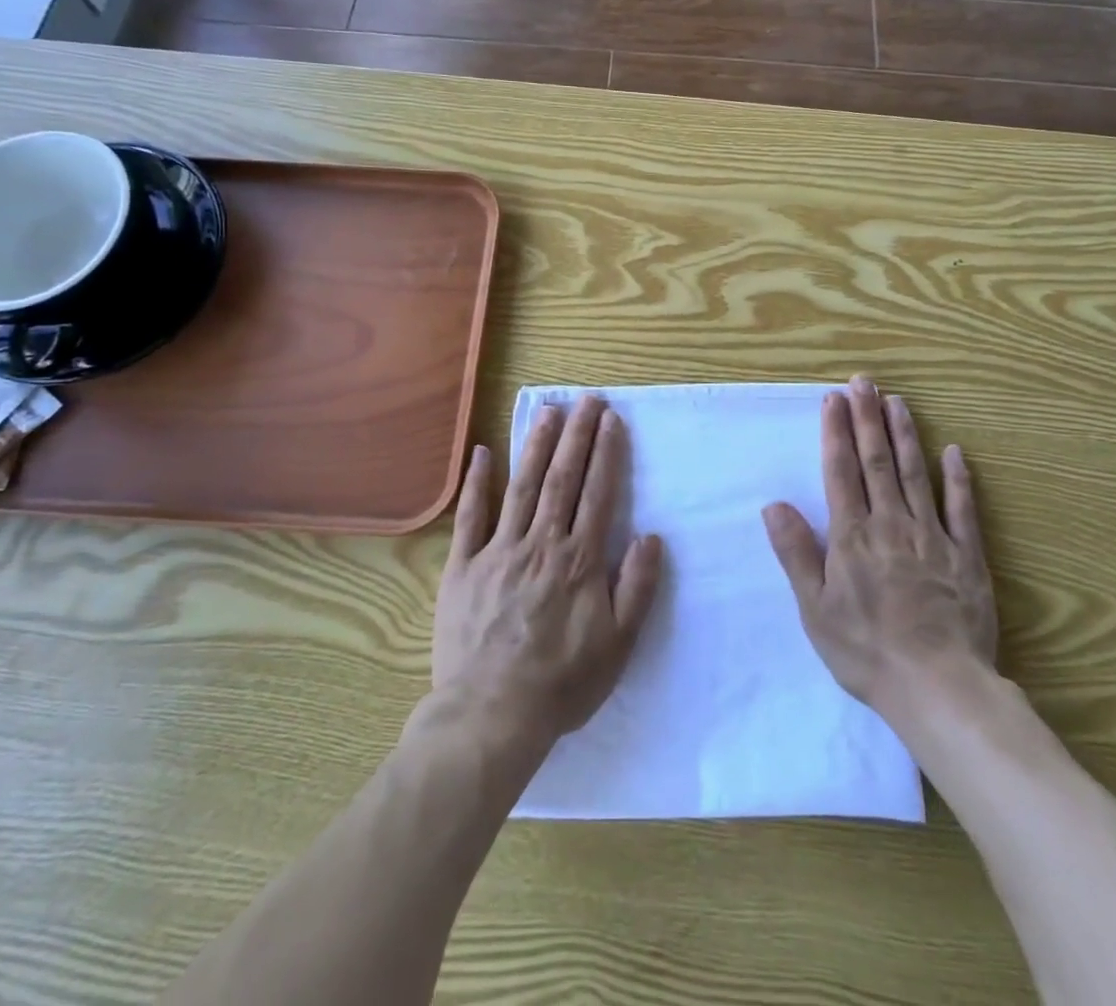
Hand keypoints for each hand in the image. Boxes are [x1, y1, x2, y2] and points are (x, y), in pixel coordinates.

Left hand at [433, 396, 664, 747]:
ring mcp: (498, 550)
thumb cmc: (562, 683)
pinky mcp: (464, 566)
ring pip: (522, 487)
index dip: (607, 453)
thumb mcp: (618, 644)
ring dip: (537, 445)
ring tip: (549, 411)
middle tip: (587, 398)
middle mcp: (541, 543)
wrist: (491, 716)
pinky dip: (478, 483)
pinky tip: (483, 453)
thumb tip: (651, 536)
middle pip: (562, 479)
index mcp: (579, 559)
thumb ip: (637, 587)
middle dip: (577, 435)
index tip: (612, 419)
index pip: (598, 493)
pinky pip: (470, 517)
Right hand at [762, 375, 996, 717]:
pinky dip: (958, 478)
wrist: (937, 686)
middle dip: (867, 418)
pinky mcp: (967, 556)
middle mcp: (891, 524)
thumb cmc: (866, 650)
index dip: (836, 432)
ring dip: (905, 435)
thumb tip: (774, 505)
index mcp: (852, 536)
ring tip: (897, 401)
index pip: (841, 471)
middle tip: (864, 382)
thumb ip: (796, 553)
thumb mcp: (815, 608)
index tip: (833, 399)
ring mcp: (932, 536)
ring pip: (915, 474)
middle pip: (877, 461)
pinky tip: (954, 452)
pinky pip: (962, 509)